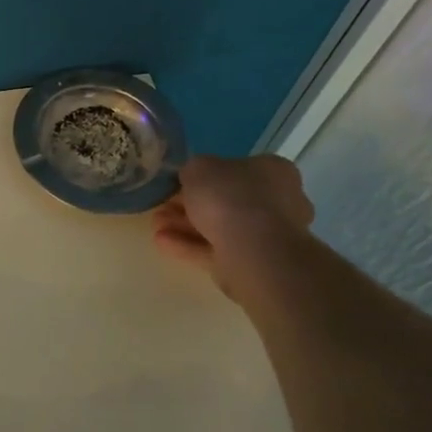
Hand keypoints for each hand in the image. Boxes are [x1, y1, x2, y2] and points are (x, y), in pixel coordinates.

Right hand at [152, 155, 314, 303]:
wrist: (253, 250)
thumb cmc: (230, 198)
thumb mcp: (199, 168)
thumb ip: (193, 169)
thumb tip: (193, 177)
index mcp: (273, 171)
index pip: (237, 169)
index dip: (205, 175)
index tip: (178, 182)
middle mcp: (276, 201)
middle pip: (225, 200)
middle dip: (189, 204)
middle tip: (162, 205)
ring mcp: (265, 236)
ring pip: (218, 227)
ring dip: (184, 225)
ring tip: (155, 225)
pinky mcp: (251, 263)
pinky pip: (215, 250)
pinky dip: (189, 245)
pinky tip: (162, 242)